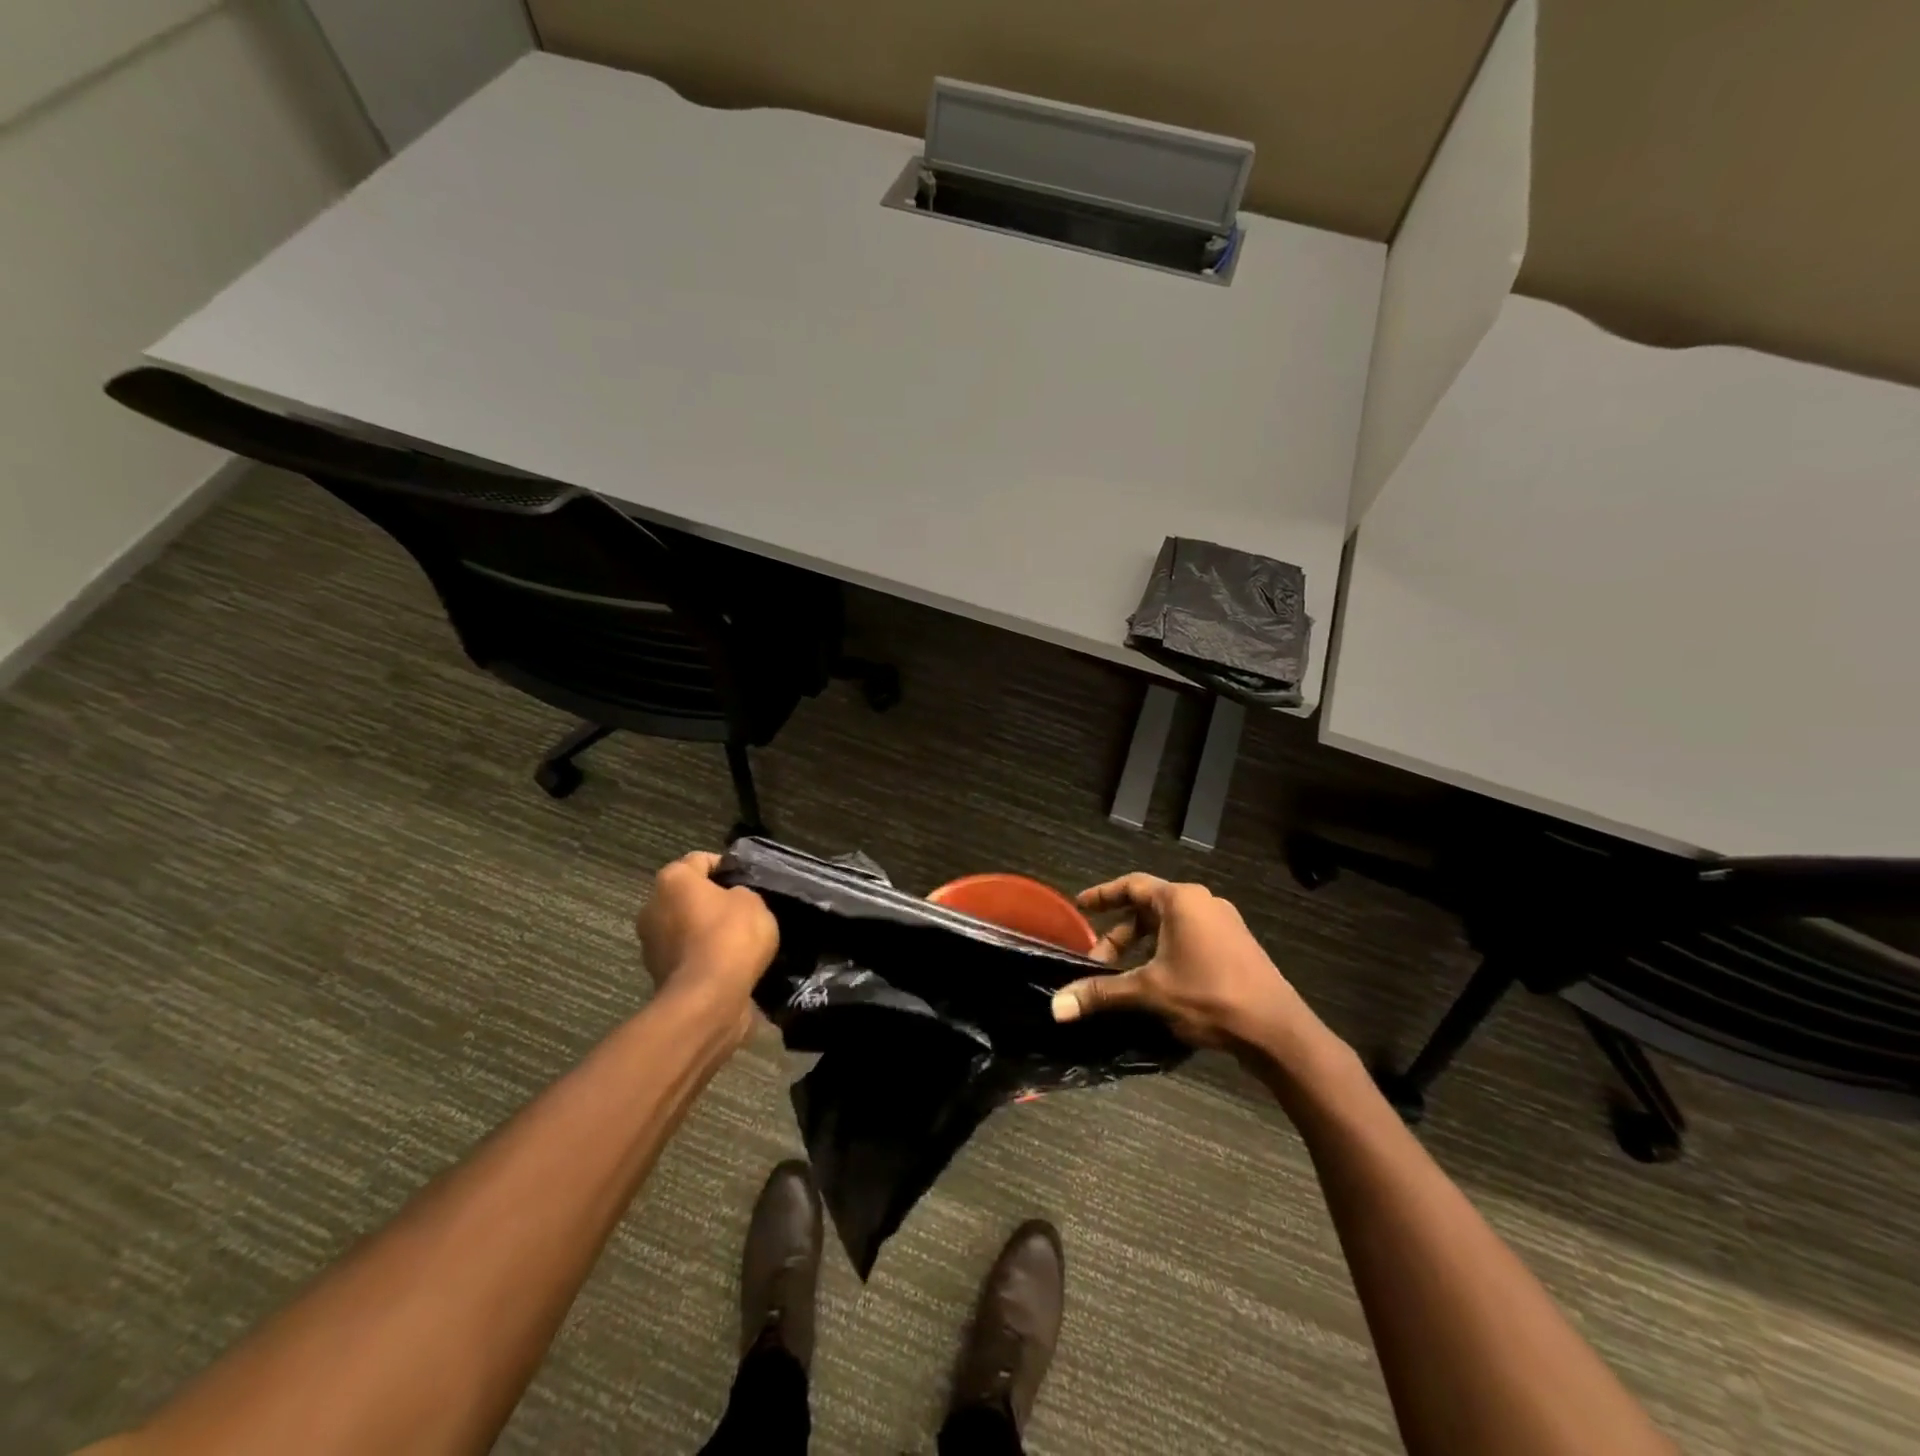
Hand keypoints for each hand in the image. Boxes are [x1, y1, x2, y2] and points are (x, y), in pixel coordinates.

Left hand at [636, 851, 778, 1044]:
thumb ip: (740, 893)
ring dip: (703, 930)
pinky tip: (727, 965)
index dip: (726, 867)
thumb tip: (731, 901)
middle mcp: (652, 906)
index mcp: (672, 879)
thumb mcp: (753, 901)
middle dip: (711, 900)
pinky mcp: (656, 974)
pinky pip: (685, 955)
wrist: (708, 999)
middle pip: (686, 895)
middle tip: (742, 910)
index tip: (746, 880)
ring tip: (737, 941)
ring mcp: (650, 943)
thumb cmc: (730, 936)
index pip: (700, 860)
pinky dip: (702, 956)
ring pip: (683, 926)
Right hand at [1051, 874, 1322, 1053]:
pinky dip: (1165, 952)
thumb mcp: (1150, 992)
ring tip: (1125, 975)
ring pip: (1169, 926)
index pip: (1132, 885)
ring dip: (1142, 946)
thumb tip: (1056, 1005)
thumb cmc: (1209, 996)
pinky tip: (1158, 982)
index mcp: (1181, 900)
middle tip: (1097, 961)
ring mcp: (1224, 924)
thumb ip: (1102, 992)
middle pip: (1148, 908)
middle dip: (1120, 934)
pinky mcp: (1236, 946)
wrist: (1277, 1030)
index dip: (1103, 895)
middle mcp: (1203, 903)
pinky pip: (1189, 938)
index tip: (1080, 906)